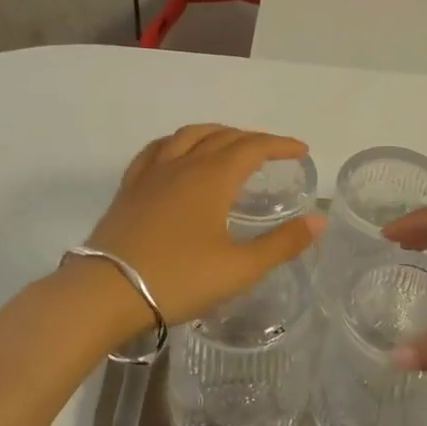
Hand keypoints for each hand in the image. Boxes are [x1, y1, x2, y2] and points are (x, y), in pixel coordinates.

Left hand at [82, 124, 323, 327]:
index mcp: (213, 178)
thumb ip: (282, 243)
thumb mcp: (240, 268)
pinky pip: (156, 150)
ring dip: (215, 133)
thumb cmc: (179, 280)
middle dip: (252, 139)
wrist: (106, 292)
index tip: (301, 150)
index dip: (280, 145)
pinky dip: (177, 142)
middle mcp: (183, 164)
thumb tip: (319, 220)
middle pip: (222, 137)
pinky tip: (177, 153)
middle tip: (272, 152)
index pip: (253, 147)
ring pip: (188, 136)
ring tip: (229, 142)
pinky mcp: (130, 188)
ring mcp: (152, 173)